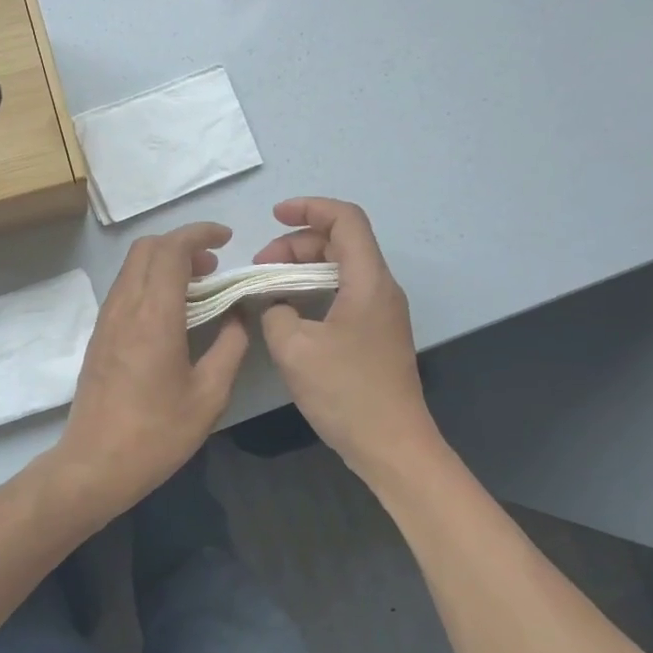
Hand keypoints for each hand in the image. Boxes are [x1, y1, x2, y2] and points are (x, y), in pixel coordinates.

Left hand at [49, 222, 248, 524]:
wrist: (95, 464)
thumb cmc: (157, 433)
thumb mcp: (209, 395)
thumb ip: (230, 347)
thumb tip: (238, 316)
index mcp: (154, 316)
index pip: (172, 250)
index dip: (200, 234)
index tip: (227, 239)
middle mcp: (124, 308)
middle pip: (147, 248)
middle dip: (182, 243)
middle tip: (214, 266)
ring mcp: (106, 321)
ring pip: (132, 267)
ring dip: (164, 263)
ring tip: (198, 287)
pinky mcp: (99, 336)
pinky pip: (124, 289)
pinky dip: (150, 282)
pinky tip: (172, 312)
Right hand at [253, 198, 440, 479]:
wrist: (391, 444)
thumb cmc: (346, 392)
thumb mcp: (295, 349)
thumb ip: (275, 312)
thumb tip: (274, 303)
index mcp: (368, 281)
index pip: (345, 219)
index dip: (310, 208)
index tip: (273, 216)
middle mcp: (381, 289)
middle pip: (341, 242)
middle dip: (297, 243)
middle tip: (260, 266)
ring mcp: (381, 313)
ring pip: (341, 269)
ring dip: (304, 268)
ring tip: (269, 286)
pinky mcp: (375, 335)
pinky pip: (344, 294)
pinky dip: (314, 290)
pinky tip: (289, 311)